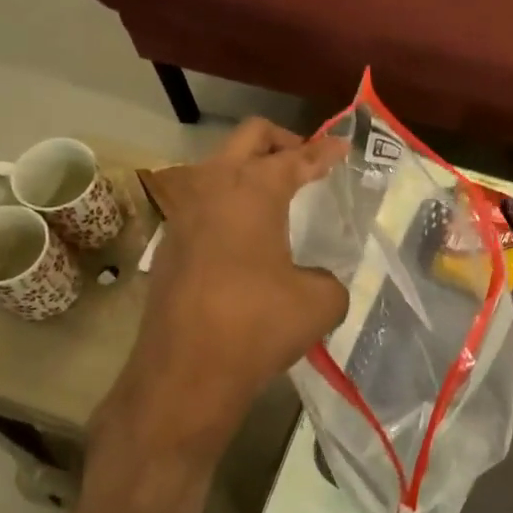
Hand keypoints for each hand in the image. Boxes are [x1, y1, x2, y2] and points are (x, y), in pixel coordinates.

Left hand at [91, 120, 347, 507]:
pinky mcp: (170, 245)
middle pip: (249, 138)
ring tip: (279, 198)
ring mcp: (184, 214)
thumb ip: (329, 278)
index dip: (324, 151)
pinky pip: (205, 205)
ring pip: (219, 168)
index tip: (342, 147)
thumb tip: (316, 279)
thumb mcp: (320, 302)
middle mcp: (213, 188)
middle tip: (308, 160)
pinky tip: (248, 238)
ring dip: (250, 171)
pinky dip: (231, 205)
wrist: (185, 374)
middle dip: (283, 141)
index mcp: (254, 190)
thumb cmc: (259, 325)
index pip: (296, 157)